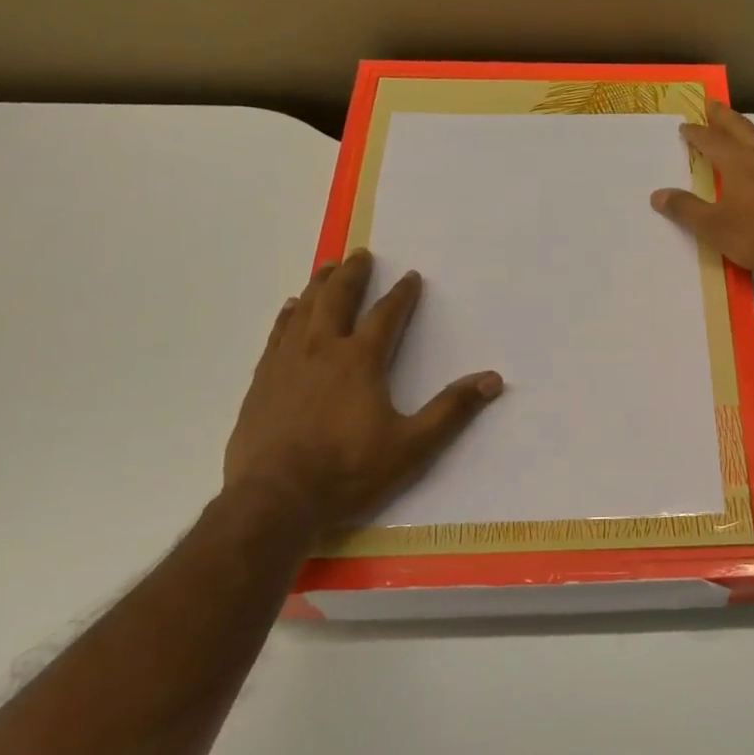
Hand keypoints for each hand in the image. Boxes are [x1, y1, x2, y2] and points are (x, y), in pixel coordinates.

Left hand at [224, 250, 501, 528]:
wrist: (275, 500)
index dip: (401, 294)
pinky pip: (277, 334)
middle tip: (360, 253)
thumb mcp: (412, 445)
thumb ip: (451, 410)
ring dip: (319, 285)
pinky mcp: (261, 381)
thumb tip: (492, 379)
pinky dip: (287, 315)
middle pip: (337, 299)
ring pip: (303, 310)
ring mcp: (286, 363)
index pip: (385, 316)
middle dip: (352, 275)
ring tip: (327, 267)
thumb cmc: (349, 471)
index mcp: (360, 361)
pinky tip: (289, 309)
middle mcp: (321, 350)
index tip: (410, 276)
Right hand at [650, 102, 753, 278]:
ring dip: (745, 133)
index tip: (685, 127)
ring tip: (736, 135)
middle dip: (722, 116)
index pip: (710, 140)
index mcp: (738, 162)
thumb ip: (687, 210)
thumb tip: (658, 194)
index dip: (695, 133)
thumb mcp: (716, 229)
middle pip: (739, 127)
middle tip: (711, 104)